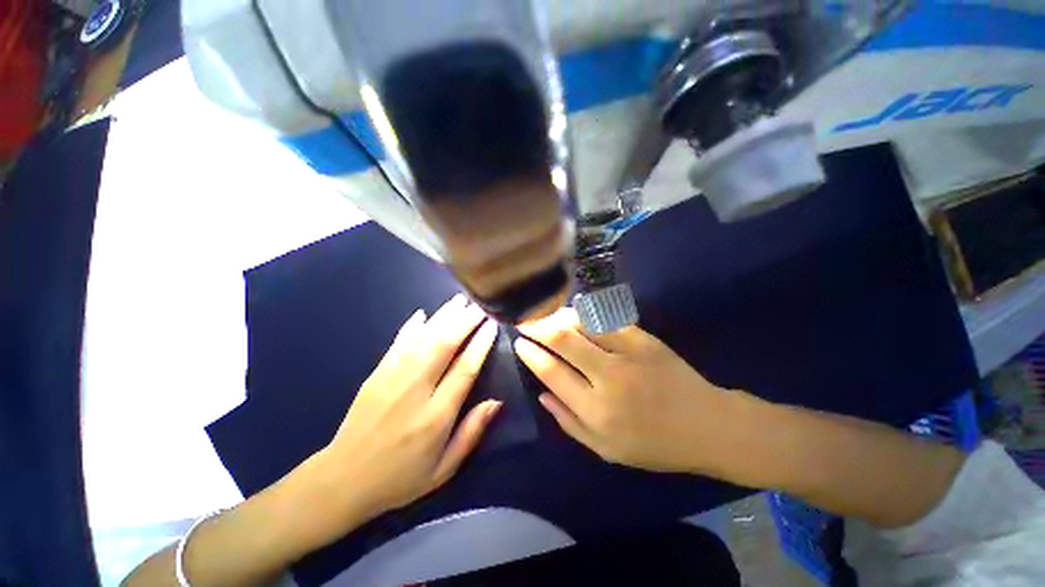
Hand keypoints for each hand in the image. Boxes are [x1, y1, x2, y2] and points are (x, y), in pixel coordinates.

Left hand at [316, 295, 501, 527]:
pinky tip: (423, 313)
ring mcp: (391, 379)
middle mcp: (415, 390)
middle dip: (464, 321)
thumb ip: (471, 433)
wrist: (342, 480)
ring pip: (423, 338)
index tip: (492, 325)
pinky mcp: (375, 375)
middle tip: (479, 305)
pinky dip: (411, 327)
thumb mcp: (443, 469)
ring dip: (443, 317)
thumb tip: (496, 402)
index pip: (465, 369)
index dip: (480, 344)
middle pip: (444, 346)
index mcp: (436, 416)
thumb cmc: (400, 478)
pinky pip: (397, 343)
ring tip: (459, 301)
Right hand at [515, 308, 742, 476]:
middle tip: (524, 320)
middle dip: (537, 327)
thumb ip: (568, 422)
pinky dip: (584, 313)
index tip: (519, 343)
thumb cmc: (654, 444)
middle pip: (562, 340)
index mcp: (596, 411)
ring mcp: (628, 353)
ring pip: (582, 323)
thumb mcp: (606, 450)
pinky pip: (606, 318)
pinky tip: (573, 312)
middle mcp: (608, 377)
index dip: (531, 354)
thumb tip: (541, 394)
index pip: (551, 372)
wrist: (707, 425)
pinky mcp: (644, 338)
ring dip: (558, 315)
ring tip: (544, 314)